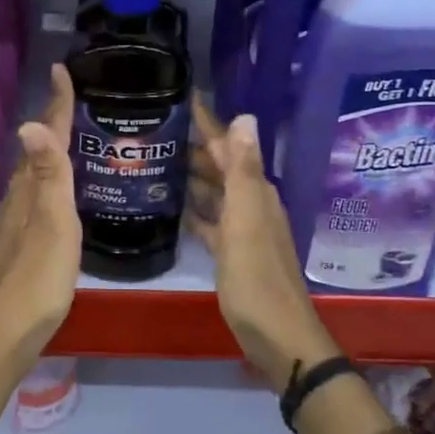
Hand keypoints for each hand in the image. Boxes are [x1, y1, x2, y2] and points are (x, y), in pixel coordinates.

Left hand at [0, 64, 79, 362]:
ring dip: (49, 150)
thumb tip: (30, 122)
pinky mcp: (20, 241)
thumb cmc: (37, 277)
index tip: (62, 68)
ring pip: (34, 173)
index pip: (44, 136)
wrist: (7, 329)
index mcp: (28, 189)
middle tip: (74, 97)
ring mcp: (16, 220)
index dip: (56, 103)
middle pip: (36, 150)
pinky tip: (60, 191)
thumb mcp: (52, 224)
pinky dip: (49, 180)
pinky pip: (36, 194)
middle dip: (53, 120)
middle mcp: (18, 198)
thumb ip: (48, 176)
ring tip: (72, 136)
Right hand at [188, 96, 337, 385]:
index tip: (183, 98)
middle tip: (157, 130)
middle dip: (196, 148)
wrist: (277, 335)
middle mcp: (252, 205)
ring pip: (215, 193)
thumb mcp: (246, 221)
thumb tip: (245, 117)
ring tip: (159, 161)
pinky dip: (195, 211)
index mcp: (255, 194)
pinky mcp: (232, 254)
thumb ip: (243, 171)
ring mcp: (243, 231)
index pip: (230, 147)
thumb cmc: (257, 278)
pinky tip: (175, 208)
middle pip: (221, 168)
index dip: (209, 124)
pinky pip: (211, 222)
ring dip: (193, 177)